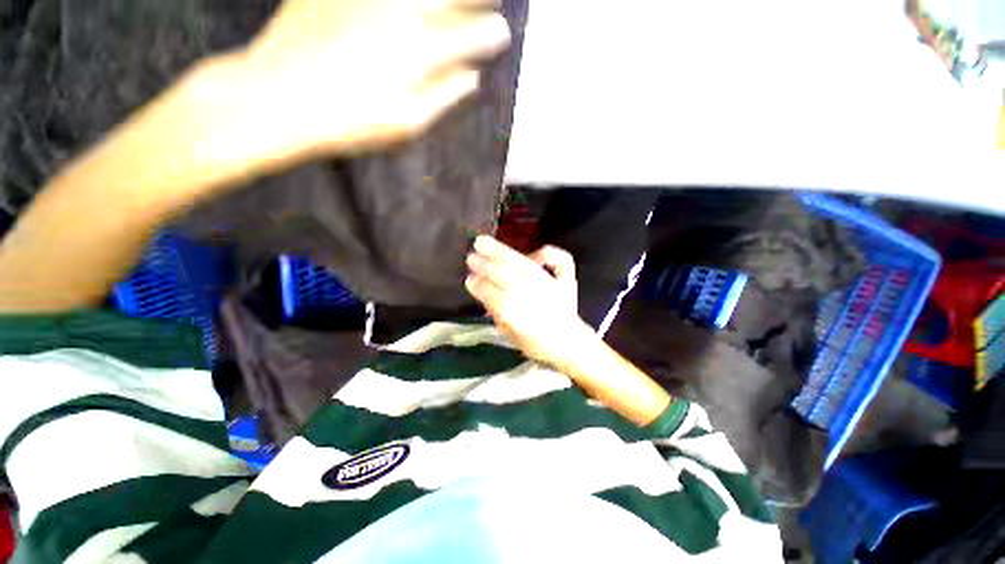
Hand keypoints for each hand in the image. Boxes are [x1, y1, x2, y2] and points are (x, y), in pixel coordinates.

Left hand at [174, 0, 510, 188]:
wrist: (277, 97)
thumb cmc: (350, 122)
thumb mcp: (406, 124)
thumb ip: (444, 96)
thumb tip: (473, 77)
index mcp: (418, 52)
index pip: (471, 35)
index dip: (491, 34)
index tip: (501, 33)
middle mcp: (398, 10)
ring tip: (450, 1)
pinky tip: (407, 6)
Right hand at [465, 236, 593, 365]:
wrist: (570, 343)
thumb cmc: (538, 343)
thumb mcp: (512, 336)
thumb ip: (499, 315)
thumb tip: (485, 295)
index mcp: (525, 320)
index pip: (499, 299)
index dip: (483, 289)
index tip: (468, 280)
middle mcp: (539, 299)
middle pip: (510, 278)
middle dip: (488, 267)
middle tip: (470, 258)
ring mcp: (554, 287)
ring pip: (526, 266)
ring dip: (503, 254)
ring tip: (484, 243)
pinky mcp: (566, 280)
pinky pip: (560, 261)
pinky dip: (546, 253)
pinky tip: (533, 253)